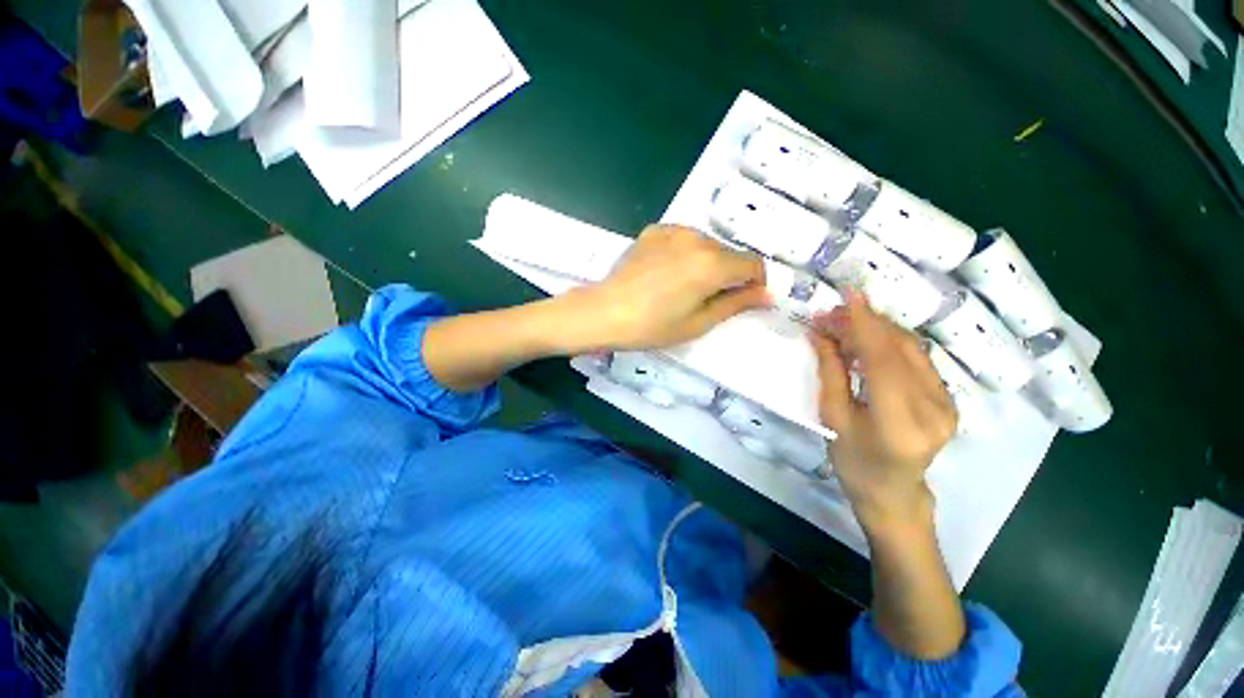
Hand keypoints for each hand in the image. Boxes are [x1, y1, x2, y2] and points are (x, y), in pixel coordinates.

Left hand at [563, 225, 769, 350]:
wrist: (604, 312)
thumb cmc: (652, 326)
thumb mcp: (698, 323)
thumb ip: (736, 304)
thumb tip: (767, 295)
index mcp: (712, 264)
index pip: (753, 264)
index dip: (755, 283)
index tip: (744, 299)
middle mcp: (697, 238)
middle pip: (730, 253)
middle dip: (729, 274)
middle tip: (707, 299)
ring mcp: (673, 230)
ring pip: (707, 245)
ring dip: (706, 263)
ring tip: (683, 287)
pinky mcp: (655, 230)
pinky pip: (684, 239)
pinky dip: (685, 253)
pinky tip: (666, 273)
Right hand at [810, 291, 957, 530]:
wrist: (893, 492)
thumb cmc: (854, 462)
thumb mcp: (833, 418)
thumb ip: (831, 372)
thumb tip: (821, 333)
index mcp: (899, 423)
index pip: (884, 361)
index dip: (866, 325)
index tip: (849, 295)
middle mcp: (933, 409)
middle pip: (901, 350)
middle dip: (865, 324)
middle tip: (832, 313)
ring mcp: (947, 404)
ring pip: (912, 350)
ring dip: (877, 331)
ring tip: (844, 324)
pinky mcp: (949, 399)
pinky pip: (918, 360)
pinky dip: (890, 344)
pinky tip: (867, 342)